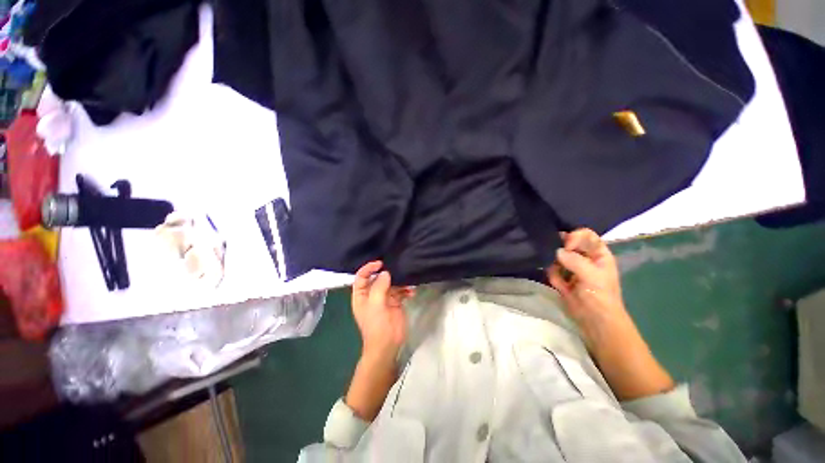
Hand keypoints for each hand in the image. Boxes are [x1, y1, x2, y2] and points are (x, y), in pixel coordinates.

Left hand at [351, 261, 413, 361]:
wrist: (388, 345)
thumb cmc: (377, 325)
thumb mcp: (375, 304)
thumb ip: (379, 287)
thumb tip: (386, 272)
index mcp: (362, 295)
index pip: (362, 276)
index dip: (369, 268)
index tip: (381, 263)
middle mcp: (372, 294)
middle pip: (378, 278)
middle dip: (387, 273)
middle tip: (397, 268)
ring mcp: (384, 298)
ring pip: (391, 283)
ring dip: (399, 281)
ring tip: (407, 281)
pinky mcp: (395, 302)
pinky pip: (400, 291)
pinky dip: (406, 290)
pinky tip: (412, 292)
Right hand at [547, 229, 629, 336]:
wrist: (595, 321)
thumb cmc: (600, 296)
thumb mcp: (591, 276)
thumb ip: (574, 260)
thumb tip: (556, 251)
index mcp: (598, 254)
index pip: (586, 235)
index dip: (575, 236)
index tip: (566, 246)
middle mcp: (584, 259)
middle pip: (569, 243)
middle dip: (560, 246)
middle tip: (550, 251)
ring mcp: (572, 269)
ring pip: (558, 256)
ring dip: (553, 260)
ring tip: (551, 266)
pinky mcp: (562, 279)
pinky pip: (552, 269)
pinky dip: (551, 273)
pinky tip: (556, 282)